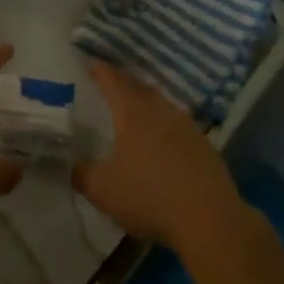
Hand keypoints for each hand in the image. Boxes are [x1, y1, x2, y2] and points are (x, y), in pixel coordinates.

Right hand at [74, 62, 244, 251]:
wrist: (209, 219)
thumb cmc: (149, 196)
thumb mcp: (103, 190)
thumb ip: (83, 174)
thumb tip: (74, 165)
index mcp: (133, 113)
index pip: (113, 82)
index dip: (101, 72)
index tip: (93, 64)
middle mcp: (161, 111)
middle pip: (141, 88)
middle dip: (125, 84)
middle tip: (113, 85)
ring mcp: (187, 127)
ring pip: (163, 106)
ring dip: (148, 104)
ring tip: (138, 112)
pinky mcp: (205, 146)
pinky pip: (179, 127)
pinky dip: (166, 128)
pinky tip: (164, 143)